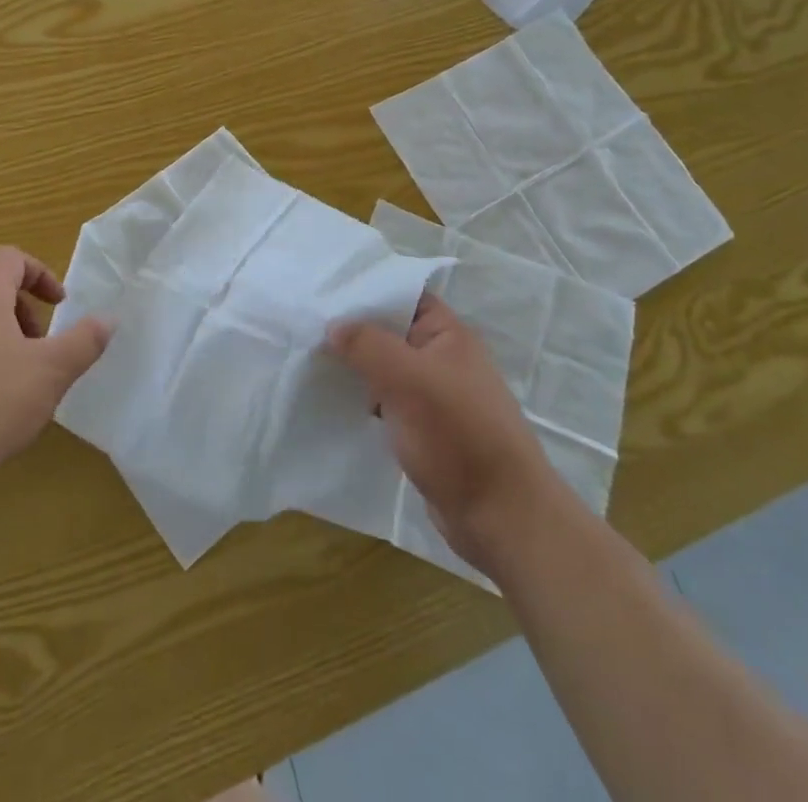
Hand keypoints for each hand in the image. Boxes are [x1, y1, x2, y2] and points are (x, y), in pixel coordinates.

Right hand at [328, 294, 552, 574]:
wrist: (501, 517)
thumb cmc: (459, 435)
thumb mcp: (408, 380)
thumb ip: (368, 345)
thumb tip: (334, 325)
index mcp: (448, 335)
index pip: (404, 295)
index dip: (368, 290)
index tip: (325, 292)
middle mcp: (443, 359)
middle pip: (391, 332)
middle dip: (354, 331)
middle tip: (307, 326)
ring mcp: (435, 396)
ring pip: (386, 369)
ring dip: (356, 368)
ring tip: (310, 360)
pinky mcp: (425, 430)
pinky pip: (388, 402)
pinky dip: (364, 399)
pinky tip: (334, 400)